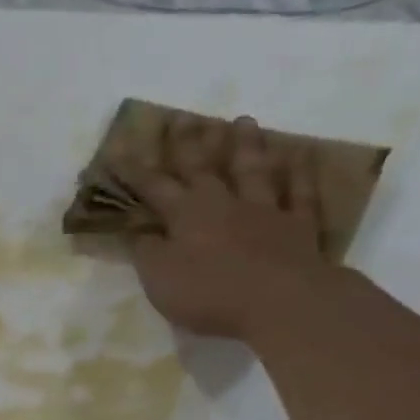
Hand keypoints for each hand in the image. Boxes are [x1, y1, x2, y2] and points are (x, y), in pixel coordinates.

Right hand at [131, 114, 330, 340]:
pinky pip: (299, 192)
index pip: (154, 187)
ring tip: (242, 120)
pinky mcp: (298, 225)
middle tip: (181, 118)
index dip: (134, 170)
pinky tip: (300, 153)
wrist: (281, 301)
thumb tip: (139, 232)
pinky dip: (299, 171)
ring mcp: (265, 210)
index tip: (119, 148)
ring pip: (253, 170)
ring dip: (246, 145)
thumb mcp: (160, 279)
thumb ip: (147, 252)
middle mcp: (224, 202)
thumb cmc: (210, 292)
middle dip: (188, 143)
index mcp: (186, 215)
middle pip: (203, 166)